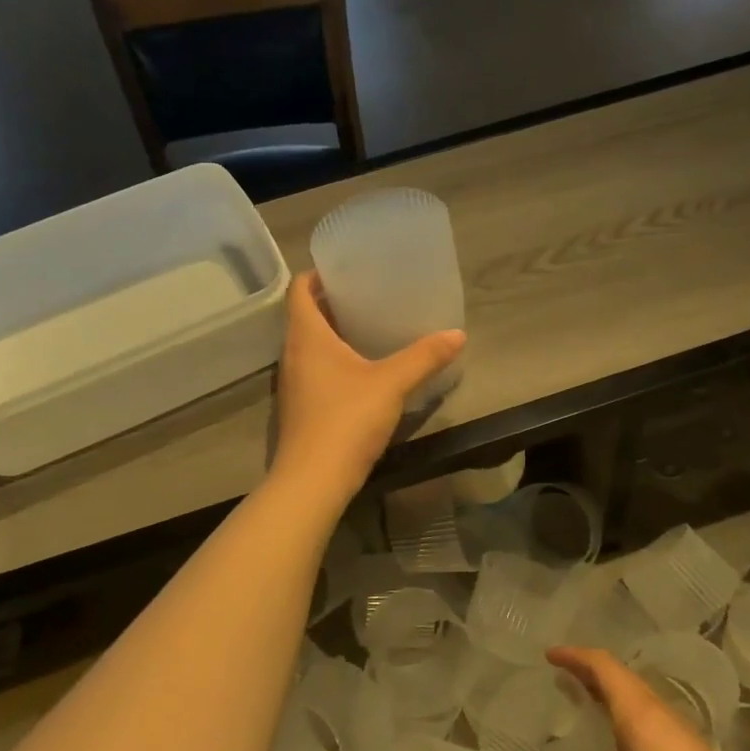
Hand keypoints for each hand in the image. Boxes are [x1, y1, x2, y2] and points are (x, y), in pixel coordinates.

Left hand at [272, 272, 465, 507]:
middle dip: (331, 303)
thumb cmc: (346, 419)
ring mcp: (292, 383)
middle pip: (303, 316)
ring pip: (308, 346)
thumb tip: (457, 334)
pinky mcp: (299, 408)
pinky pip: (313, 370)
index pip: (298, 290)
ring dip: (332, 334)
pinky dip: (332, 361)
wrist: (313, 481)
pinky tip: (361, 372)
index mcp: (306, 336)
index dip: (317, 275)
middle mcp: (292, 354)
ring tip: (368, 329)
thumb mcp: (391, 384)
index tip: (344, 270)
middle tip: (367, 296)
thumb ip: (424, 357)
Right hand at [543, 645, 749, 750]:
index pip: (602, 665)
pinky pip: (644, 708)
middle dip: (586, 667)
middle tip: (559, 672)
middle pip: (617, 673)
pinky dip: (620, 704)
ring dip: (605, 685)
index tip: (549, 654)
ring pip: (632, 690)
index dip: (574, 655)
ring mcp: (674, 726)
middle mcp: (655, 709)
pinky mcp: (684, 744)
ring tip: (581, 694)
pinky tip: (616, 731)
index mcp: (638, 711)